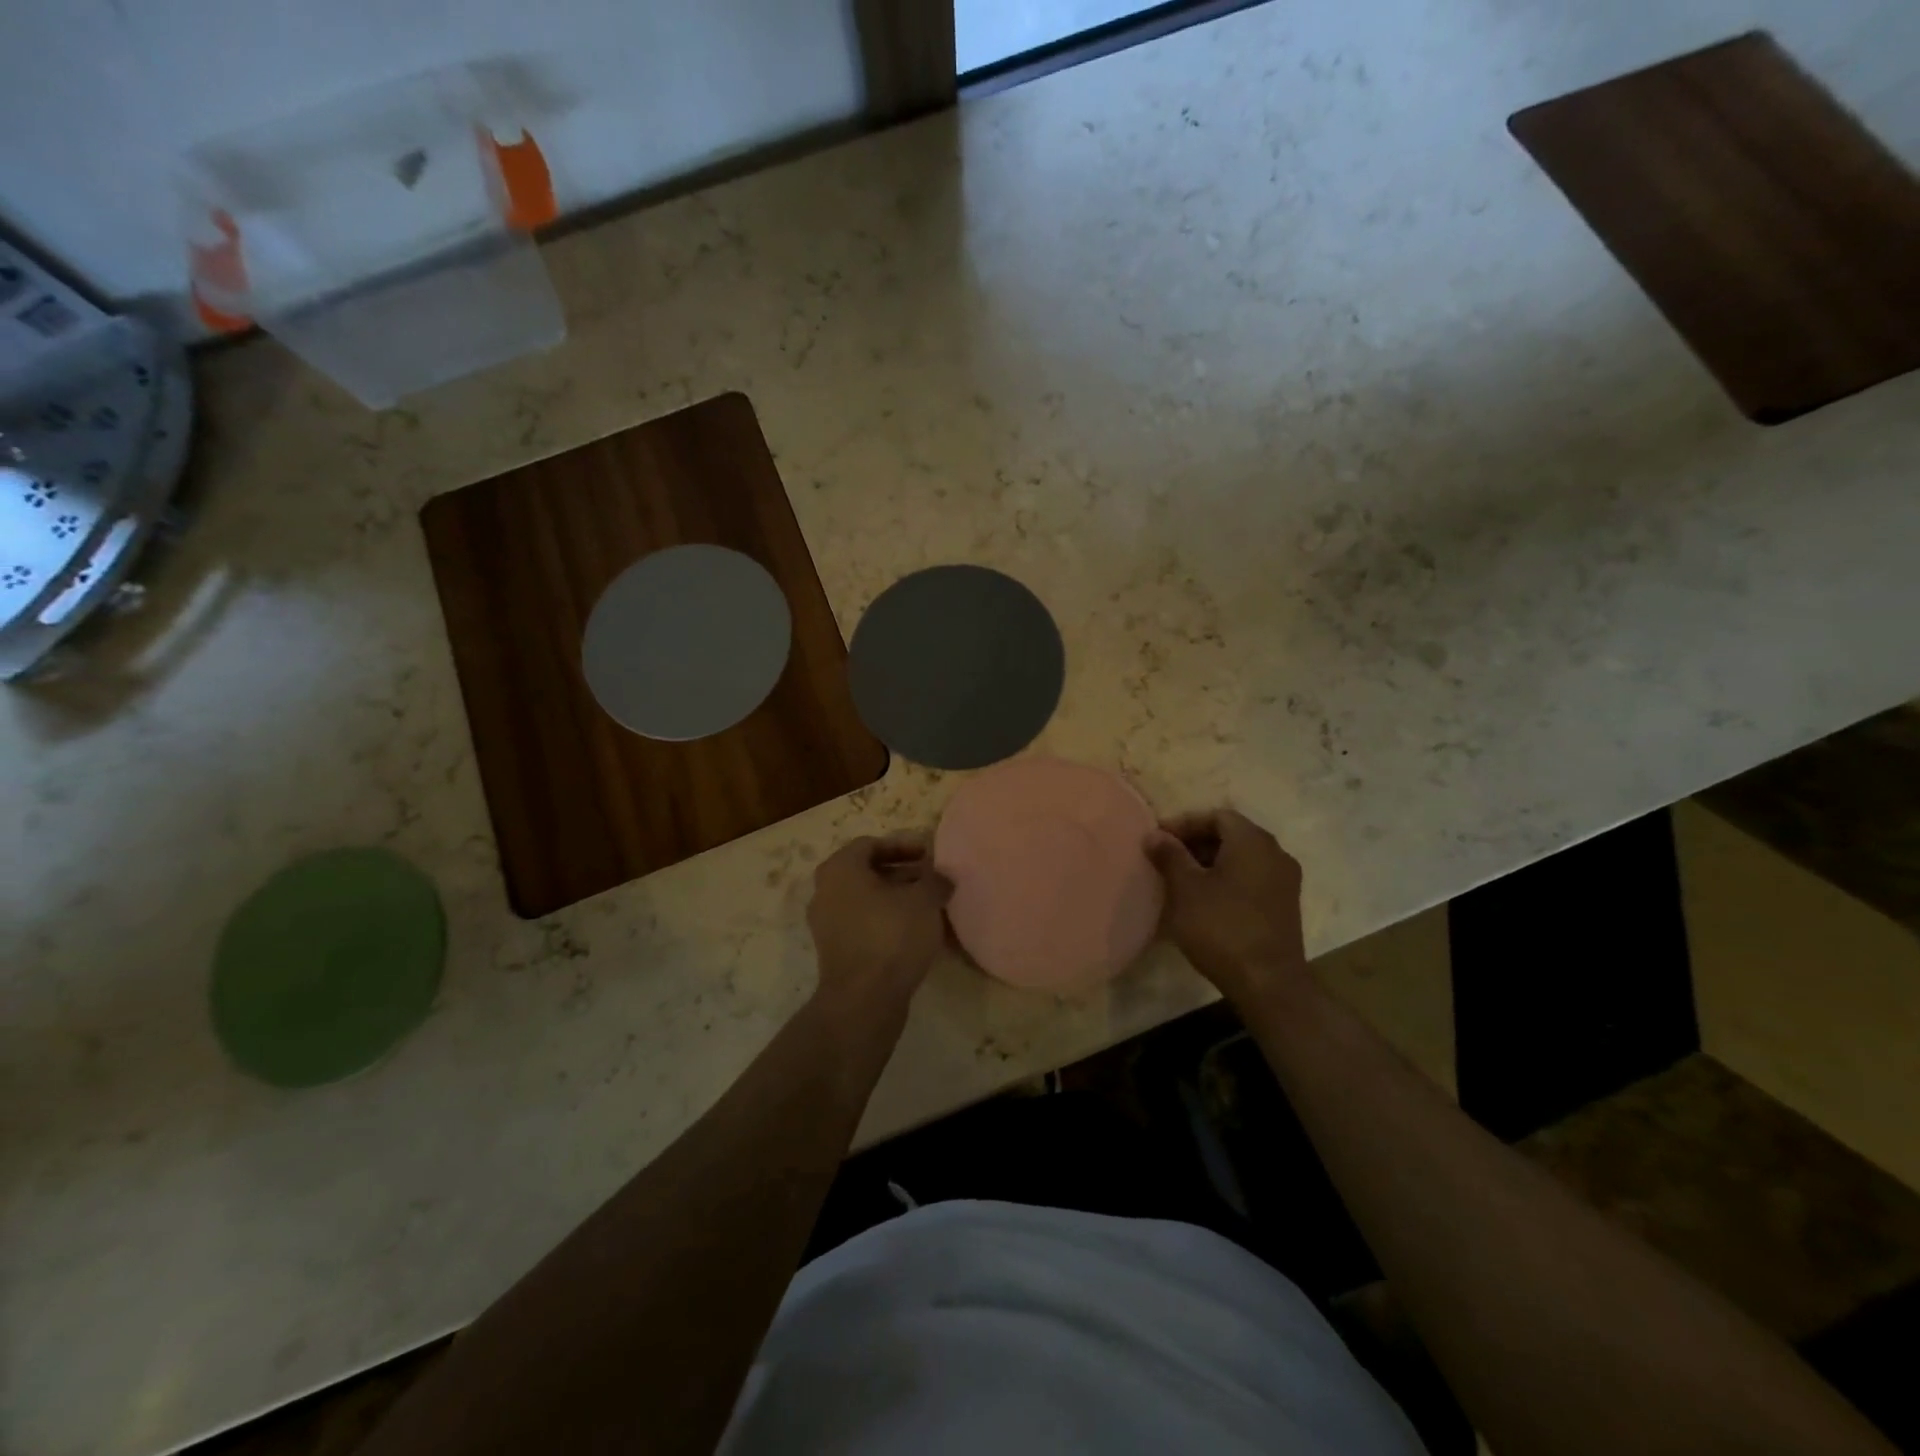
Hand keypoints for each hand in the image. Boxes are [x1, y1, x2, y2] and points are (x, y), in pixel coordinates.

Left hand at [807, 835, 952, 1016]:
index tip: (929, 855)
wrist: (864, 1000)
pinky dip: (885, 920)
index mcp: (840, 869)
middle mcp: (825, 890)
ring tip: (927, 905)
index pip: (870, 844)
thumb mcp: (924, 900)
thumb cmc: (891, 936)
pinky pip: (862, 923)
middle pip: (866, 871)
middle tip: (929, 879)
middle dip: (900, 872)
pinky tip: (913, 931)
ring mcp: (825, 923)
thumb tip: (942, 877)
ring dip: (895, 897)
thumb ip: (935, 880)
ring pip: (864, 898)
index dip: (903, 845)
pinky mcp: (834, 950)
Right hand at [1145, 809, 1308, 1005]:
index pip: (1216, 816)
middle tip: (1165, 858)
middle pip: (1231, 834)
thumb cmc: (1222, 927)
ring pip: (1242, 858)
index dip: (1184, 823)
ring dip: (1210, 862)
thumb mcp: (1186, 889)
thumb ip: (1170, 855)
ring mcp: (1285, 880)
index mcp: (1253, 841)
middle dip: (1196, 842)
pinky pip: (1252, 878)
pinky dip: (1227, 879)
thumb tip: (1154, 834)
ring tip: (1181, 880)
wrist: (1268, 983)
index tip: (1157, 840)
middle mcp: (1275, 853)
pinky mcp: (1285, 905)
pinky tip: (1205, 900)